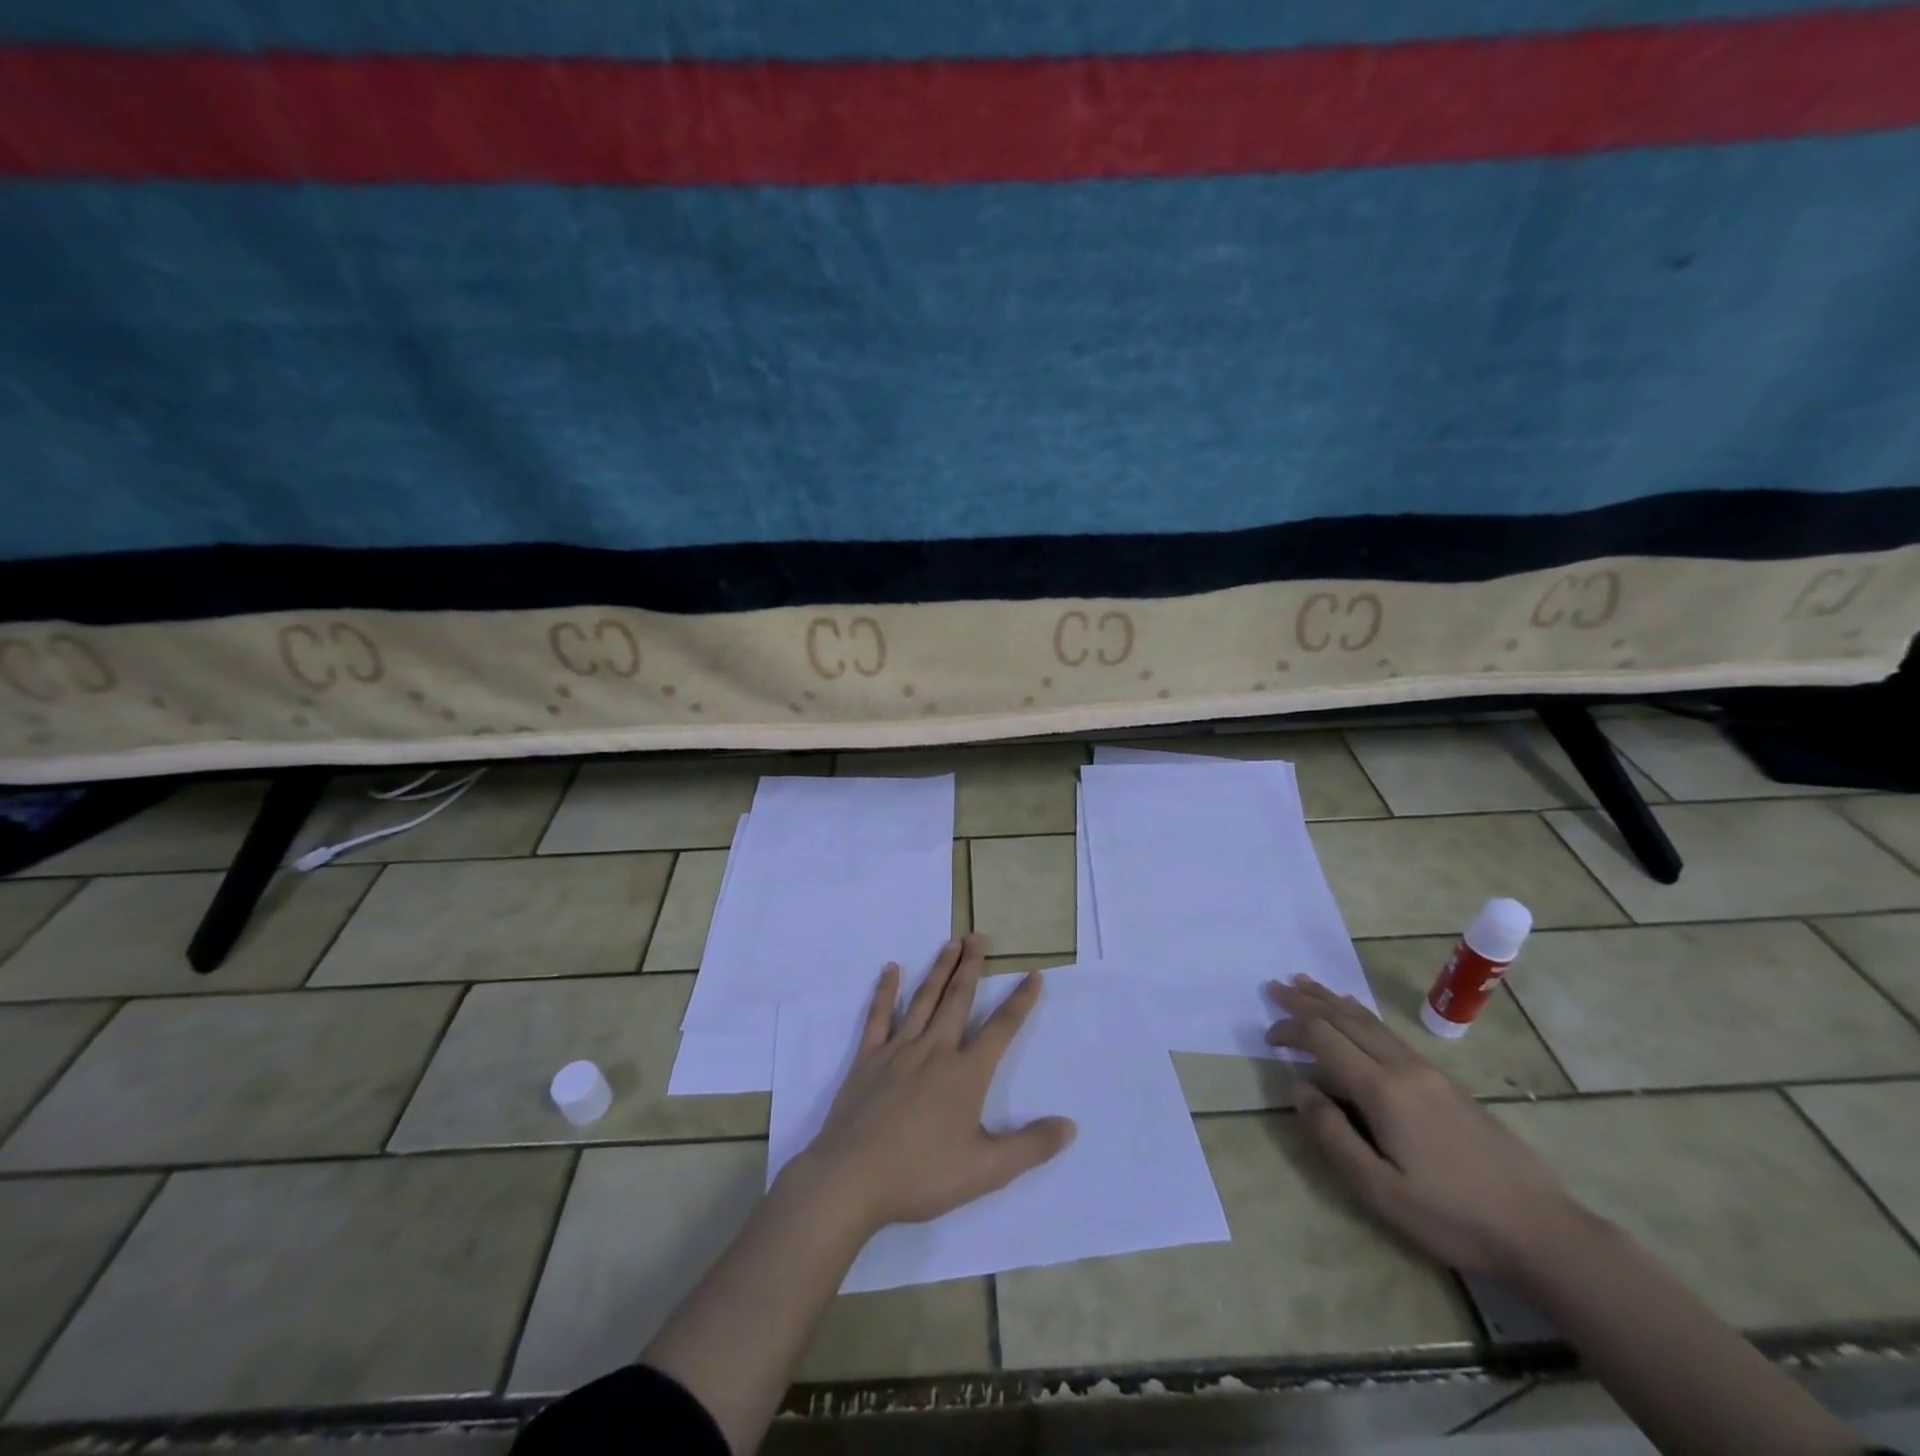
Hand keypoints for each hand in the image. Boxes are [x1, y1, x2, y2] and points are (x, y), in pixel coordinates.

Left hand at [786, 934, 1075, 1237]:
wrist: (852, 1178)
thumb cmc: (921, 1175)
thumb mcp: (986, 1170)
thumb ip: (1030, 1147)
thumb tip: (1070, 1126)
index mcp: (966, 1073)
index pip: (1001, 1028)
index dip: (1020, 1001)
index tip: (1033, 975)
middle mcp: (935, 1050)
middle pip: (958, 999)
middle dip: (971, 966)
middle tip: (979, 937)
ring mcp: (898, 1050)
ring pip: (924, 999)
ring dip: (939, 969)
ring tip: (951, 943)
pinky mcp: (868, 1058)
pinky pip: (878, 1016)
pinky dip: (885, 991)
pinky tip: (891, 970)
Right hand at [1265, 974, 1587, 1280]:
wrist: (1542, 1230)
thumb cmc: (1452, 1216)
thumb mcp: (1380, 1190)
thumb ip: (1332, 1134)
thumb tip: (1298, 1087)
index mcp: (1383, 1090)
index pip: (1324, 1039)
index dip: (1291, 1030)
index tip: (1268, 1037)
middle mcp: (1404, 1068)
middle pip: (1346, 1020)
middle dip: (1307, 1001)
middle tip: (1274, 986)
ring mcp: (1429, 1072)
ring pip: (1370, 1022)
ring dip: (1333, 1001)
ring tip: (1306, 984)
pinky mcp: (1446, 1083)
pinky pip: (1390, 1033)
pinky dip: (1361, 1015)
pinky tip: (1357, 1015)